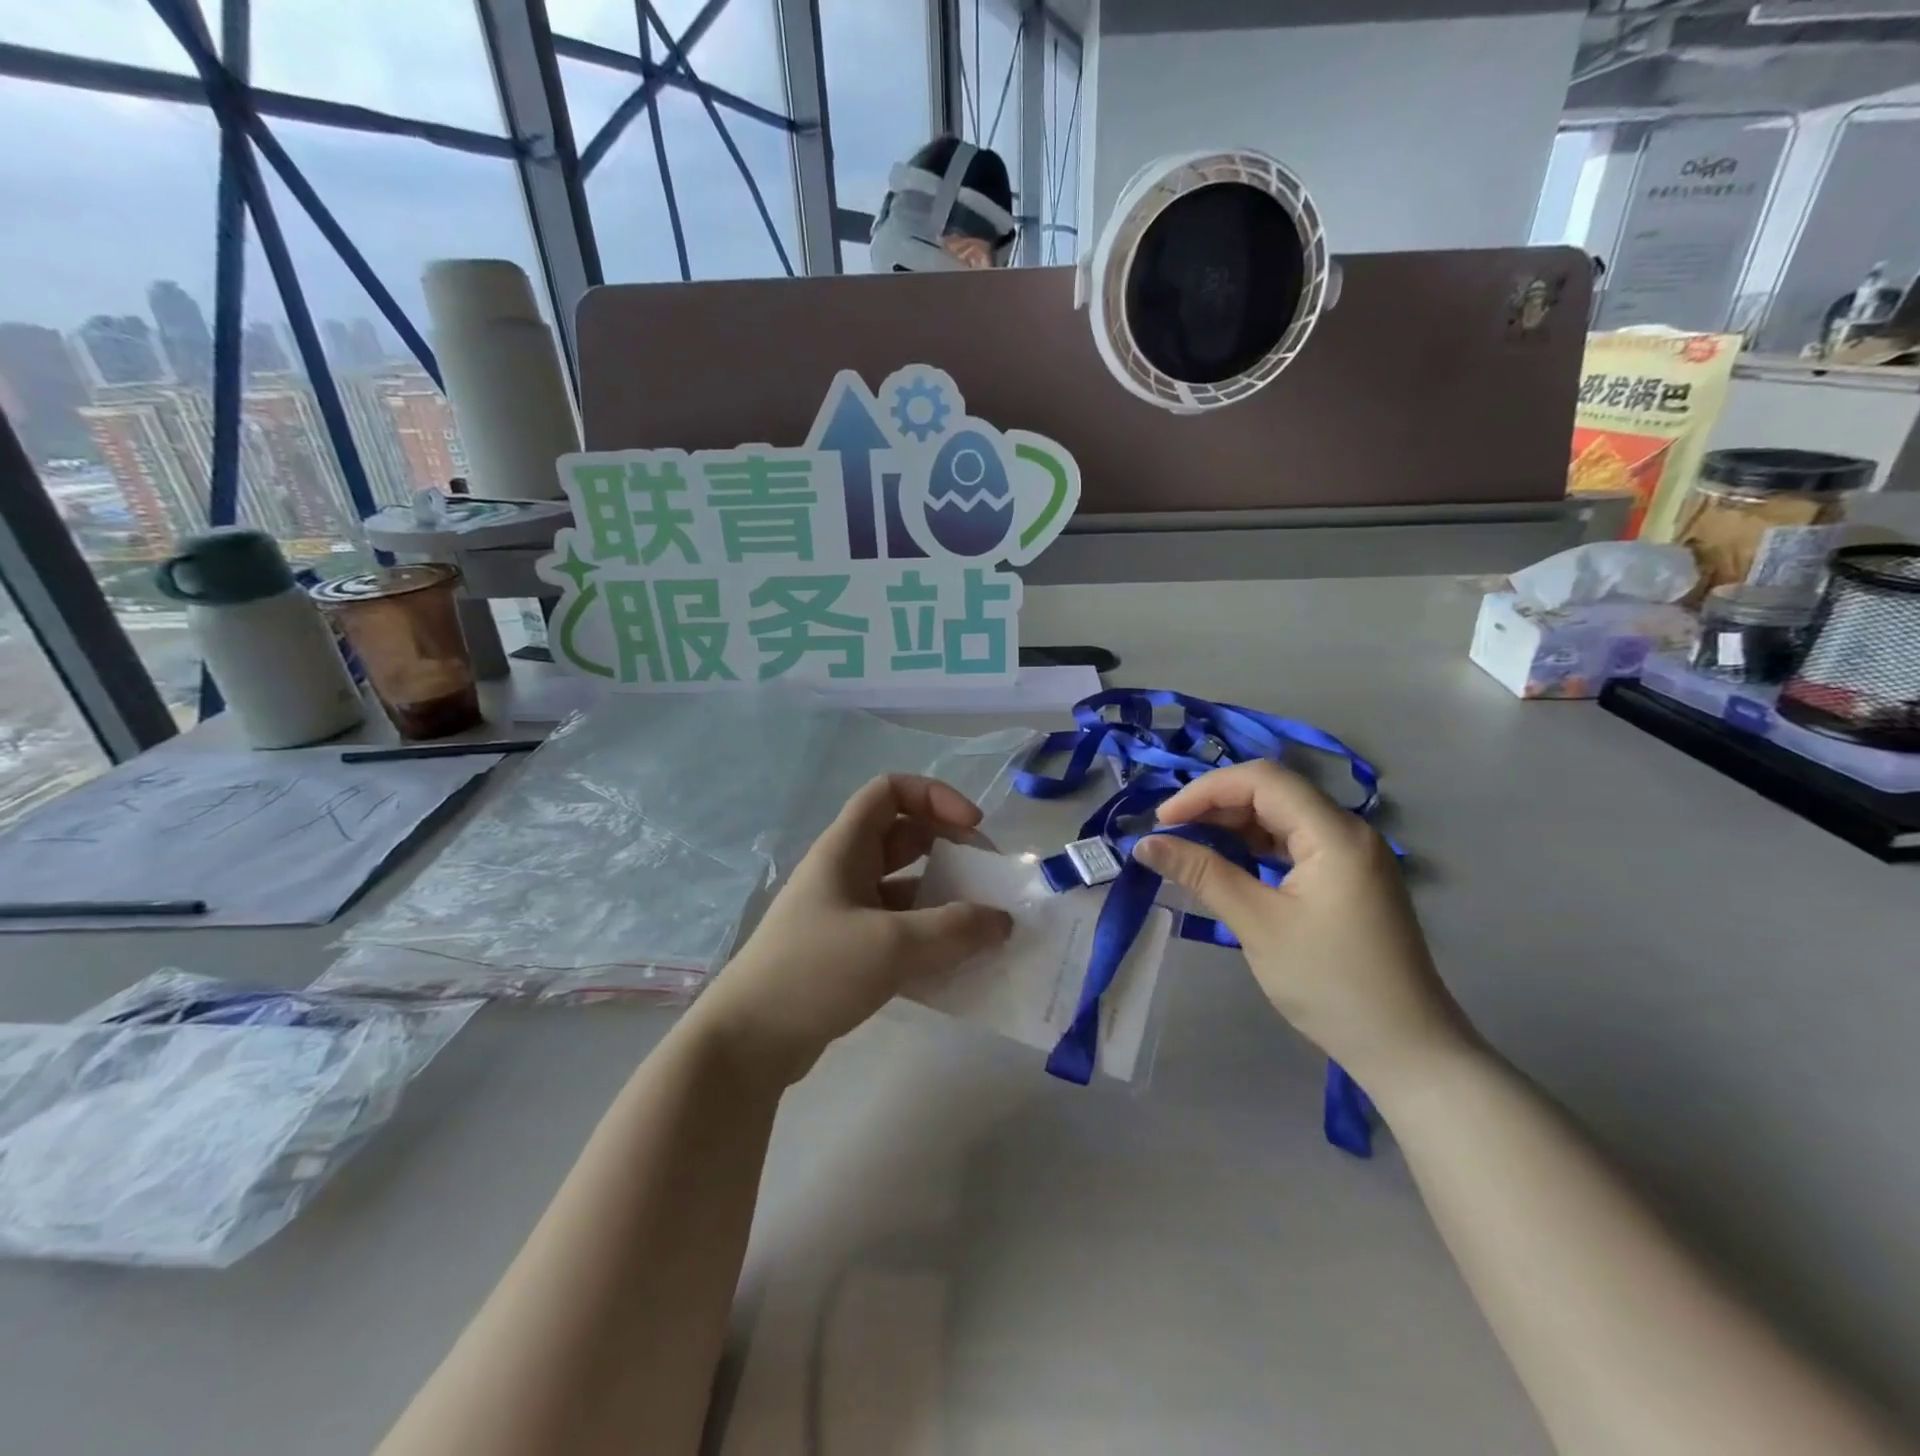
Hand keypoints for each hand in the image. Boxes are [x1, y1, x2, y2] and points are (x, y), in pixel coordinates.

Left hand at [687, 774, 1012, 1086]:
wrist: (747, 1043)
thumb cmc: (814, 973)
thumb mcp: (891, 946)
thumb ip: (954, 930)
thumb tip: (1003, 921)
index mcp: (845, 848)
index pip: (890, 791)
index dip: (936, 796)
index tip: (973, 828)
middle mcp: (845, 871)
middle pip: (905, 837)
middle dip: (951, 849)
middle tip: (988, 880)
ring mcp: (846, 912)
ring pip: (906, 887)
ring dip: (945, 899)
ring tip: (983, 928)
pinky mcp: (849, 951)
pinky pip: (900, 929)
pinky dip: (929, 938)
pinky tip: (957, 965)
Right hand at [1132, 762, 1472, 1091]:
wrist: (1406, 1049)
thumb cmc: (1330, 984)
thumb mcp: (1258, 925)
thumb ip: (1202, 874)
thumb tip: (1145, 843)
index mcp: (1335, 834)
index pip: (1263, 780)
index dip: (1206, 790)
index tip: (1163, 820)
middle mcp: (1348, 832)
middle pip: (1273, 793)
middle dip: (1216, 805)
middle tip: (1169, 835)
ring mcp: (1352, 855)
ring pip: (1281, 817)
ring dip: (1233, 826)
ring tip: (1189, 847)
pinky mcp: (1348, 878)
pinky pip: (1294, 844)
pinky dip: (1255, 848)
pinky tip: (1227, 864)